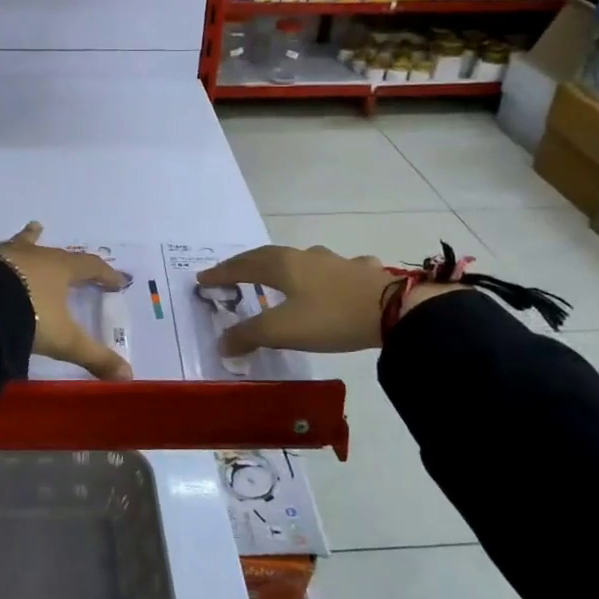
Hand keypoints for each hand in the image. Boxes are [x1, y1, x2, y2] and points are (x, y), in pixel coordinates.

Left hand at [0, 168, 132, 379]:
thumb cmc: (27, 319)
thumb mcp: (65, 341)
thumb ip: (96, 358)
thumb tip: (129, 377)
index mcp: (58, 273)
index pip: (88, 269)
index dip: (104, 275)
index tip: (116, 281)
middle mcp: (32, 257)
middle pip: (53, 255)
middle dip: (65, 260)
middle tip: (72, 261)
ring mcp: (0, 253)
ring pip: (17, 242)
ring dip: (26, 237)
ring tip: (33, 226)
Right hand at [198, 245, 459, 356]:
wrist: (395, 310)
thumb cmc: (330, 317)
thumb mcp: (283, 330)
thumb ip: (249, 335)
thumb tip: (222, 342)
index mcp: (282, 266)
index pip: (242, 266)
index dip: (221, 273)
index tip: (203, 279)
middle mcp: (305, 256)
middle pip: (268, 256)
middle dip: (247, 264)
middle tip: (232, 273)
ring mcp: (336, 261)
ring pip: (303, 259)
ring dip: (286, 266)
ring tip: (281, 275)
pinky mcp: (363, 272)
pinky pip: (336, 269)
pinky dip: (325, 274)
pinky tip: (335, 280)